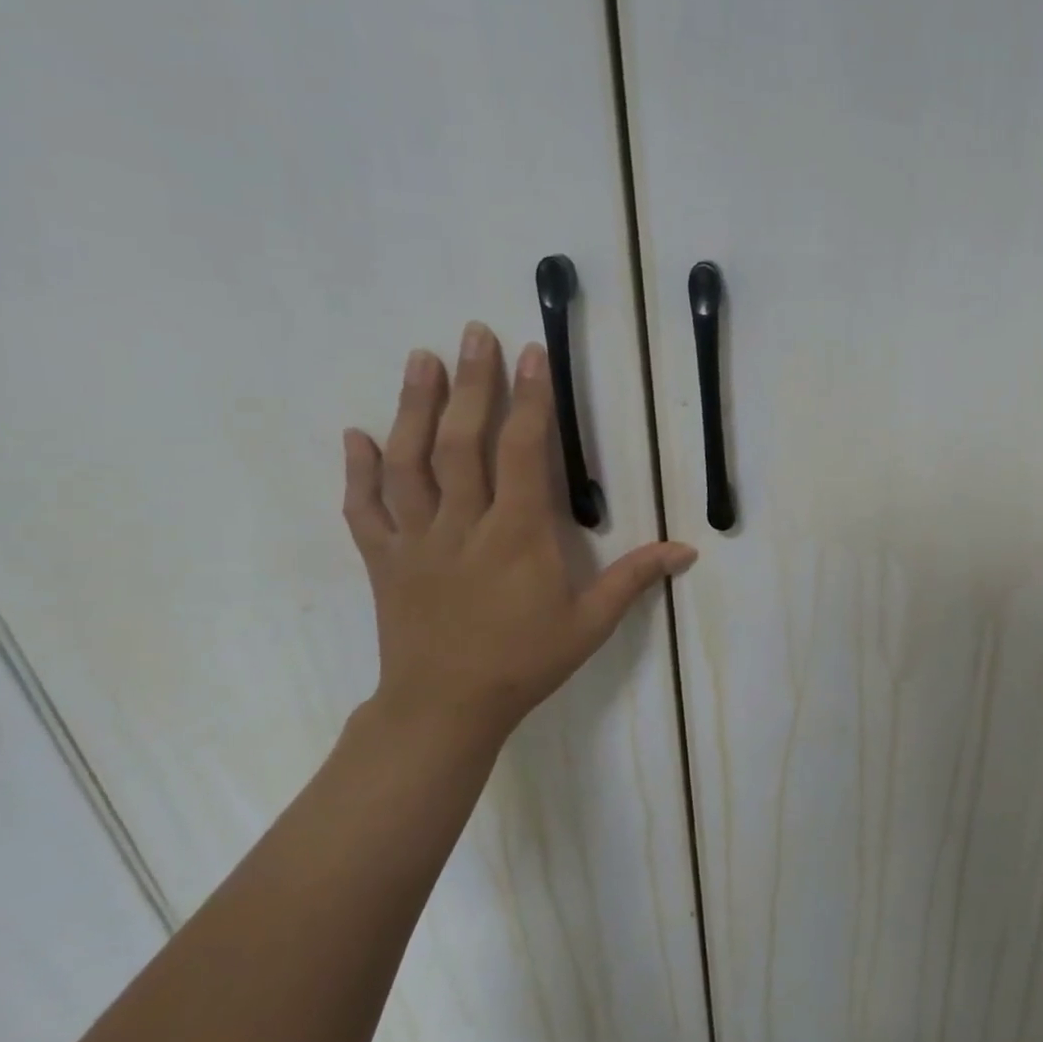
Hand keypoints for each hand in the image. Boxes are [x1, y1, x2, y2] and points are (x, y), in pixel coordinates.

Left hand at [341, 322, 695, 746]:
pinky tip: (355, 435)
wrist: (445, 709)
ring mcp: (416, 541)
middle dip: (471, 383)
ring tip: (421, 359)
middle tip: (473, 332)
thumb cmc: (525, 661)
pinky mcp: (384, 561)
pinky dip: (357, 471)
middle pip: (462, 442)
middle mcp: (463, 525)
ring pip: (409, 463)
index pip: (523, 452)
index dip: (530, 400)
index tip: (532, 354)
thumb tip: (687, 550)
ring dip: (413, 407)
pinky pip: (365, 510)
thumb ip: (635, 579)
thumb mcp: (591, 623)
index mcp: (517, 534)